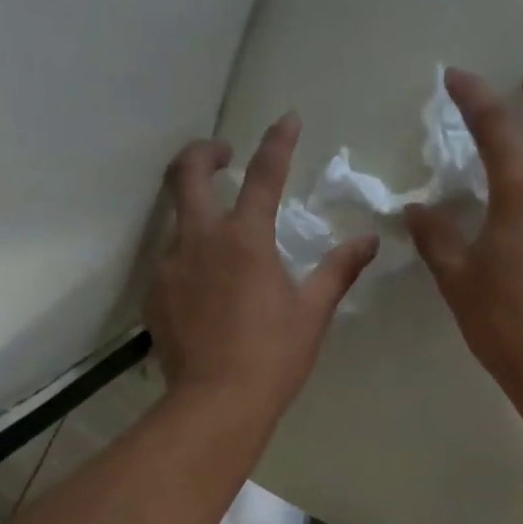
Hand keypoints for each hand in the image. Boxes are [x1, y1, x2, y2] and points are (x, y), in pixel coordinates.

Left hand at [148, 113, 377, 413]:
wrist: (217, 404)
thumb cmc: (273, 357)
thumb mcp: (312, 313)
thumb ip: (338, 271)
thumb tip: (367, 241)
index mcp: (245, 239)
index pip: (263, 174)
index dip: (278, 142)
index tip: (288, 119)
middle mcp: (200, 240)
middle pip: (187, 173)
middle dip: (204, 152)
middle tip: (221, 154)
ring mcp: (170, 267)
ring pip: (175, 222)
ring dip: (195, 215)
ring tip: (218, 240)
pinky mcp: (155, 297)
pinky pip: (169, 265)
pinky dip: (188, 262)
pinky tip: (203, 290)